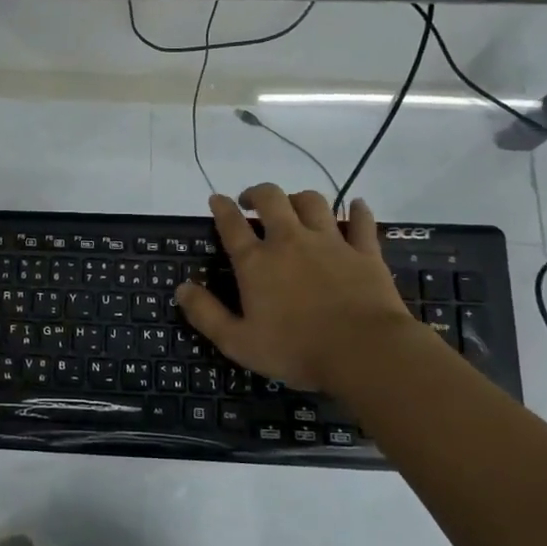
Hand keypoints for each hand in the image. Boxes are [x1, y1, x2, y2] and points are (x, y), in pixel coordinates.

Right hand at [175, 187, 421, 392]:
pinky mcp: (364, 251)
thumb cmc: (296, 350)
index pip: (232, 224)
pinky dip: (357, 210)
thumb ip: (206, 314)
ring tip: (294, 207)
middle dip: (258, 193)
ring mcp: (330, 242)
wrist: (364, 352)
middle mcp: (290, 241)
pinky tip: (355, 206)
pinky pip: (361, 221)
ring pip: (313, 202)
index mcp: (256, 262)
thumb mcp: (238, 342)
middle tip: (252, 201)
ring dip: (299, 199)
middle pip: (272, 199)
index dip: (221, 207)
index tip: (216, 199)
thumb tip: (182, 288)